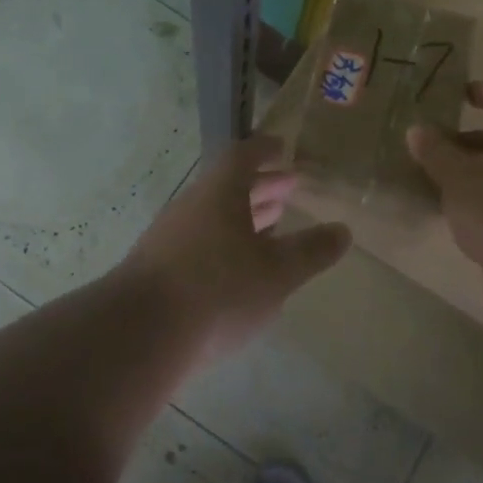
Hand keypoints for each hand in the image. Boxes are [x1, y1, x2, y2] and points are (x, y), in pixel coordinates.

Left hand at [124, 134, 351, 357]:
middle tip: (289, 188)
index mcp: (219, 193)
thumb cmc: (219, 291)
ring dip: (244, 216)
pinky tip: (239, 269)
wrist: (140, 334)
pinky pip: (199, 242)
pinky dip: (225, 243)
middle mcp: (191, 207)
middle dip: (262, 186)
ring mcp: (169, 238)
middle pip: (228, 186)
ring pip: (213, 216)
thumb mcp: (277, 273)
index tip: (283, 148)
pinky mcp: (158, 269)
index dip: (265, 150)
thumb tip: (343, 230)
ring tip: (272, 226)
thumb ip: (311, 251)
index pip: (243, 156)